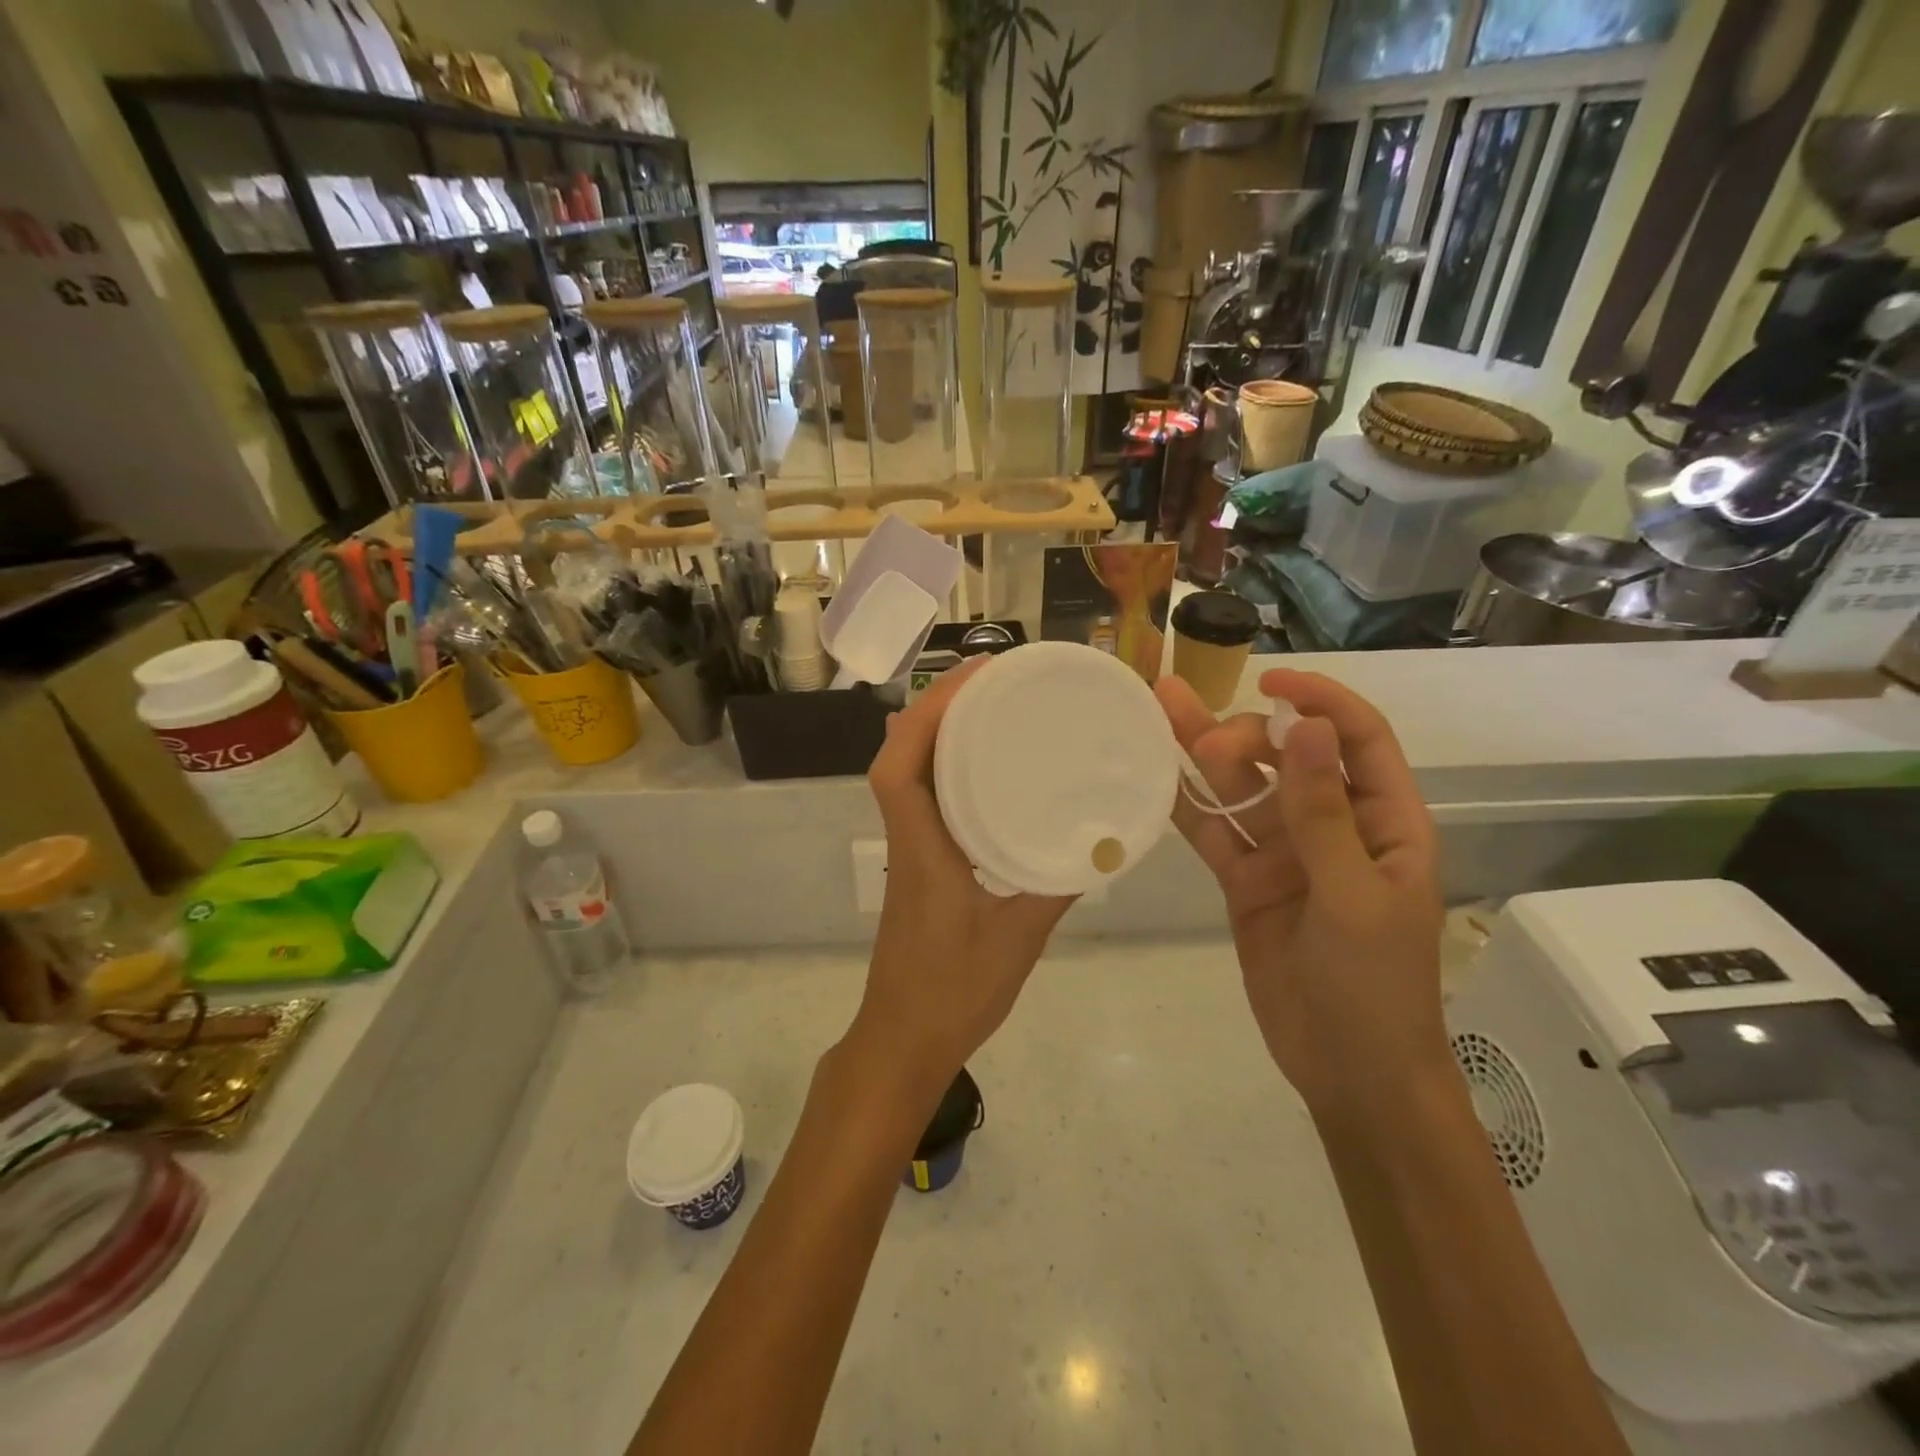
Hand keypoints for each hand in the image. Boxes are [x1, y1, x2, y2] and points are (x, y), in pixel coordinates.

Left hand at [848, 657, 1074, 1102]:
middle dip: (937, 707)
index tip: (972, 679)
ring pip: (909, 773)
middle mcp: (906, 838)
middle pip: (900, 754)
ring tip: (992, 706)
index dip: (926, 715)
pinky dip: (947, 768)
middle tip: (994, 678)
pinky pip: (925, 798)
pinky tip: (987, 768)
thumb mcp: (1019, 938)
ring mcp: (908, 850)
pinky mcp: (918, 864)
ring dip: (938, 731)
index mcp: (920, 849)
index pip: (899, 766)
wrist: (903, 1041)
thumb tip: (1100, 843)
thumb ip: (1056, 886)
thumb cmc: (954, 993)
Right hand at [1155, 668, 1445, 1119]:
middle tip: (1205, 742)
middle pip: (1287, 756)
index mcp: (1384, 820)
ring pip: (1241, 789)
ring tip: (1160, 711)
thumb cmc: (1376, 985)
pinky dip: (1185, 808)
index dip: (1319, 700)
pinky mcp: (1246, 879)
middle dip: (1247, 736)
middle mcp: (1333, 824)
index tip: (1269, 679)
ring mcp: (1284, 852)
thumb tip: (1306, 727)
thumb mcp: (1354, 895)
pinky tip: (1153, 779)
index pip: (1357, 738)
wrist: (1349, 1070)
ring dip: (1203, 754)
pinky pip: (1214, 833)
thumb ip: (1324, 812)